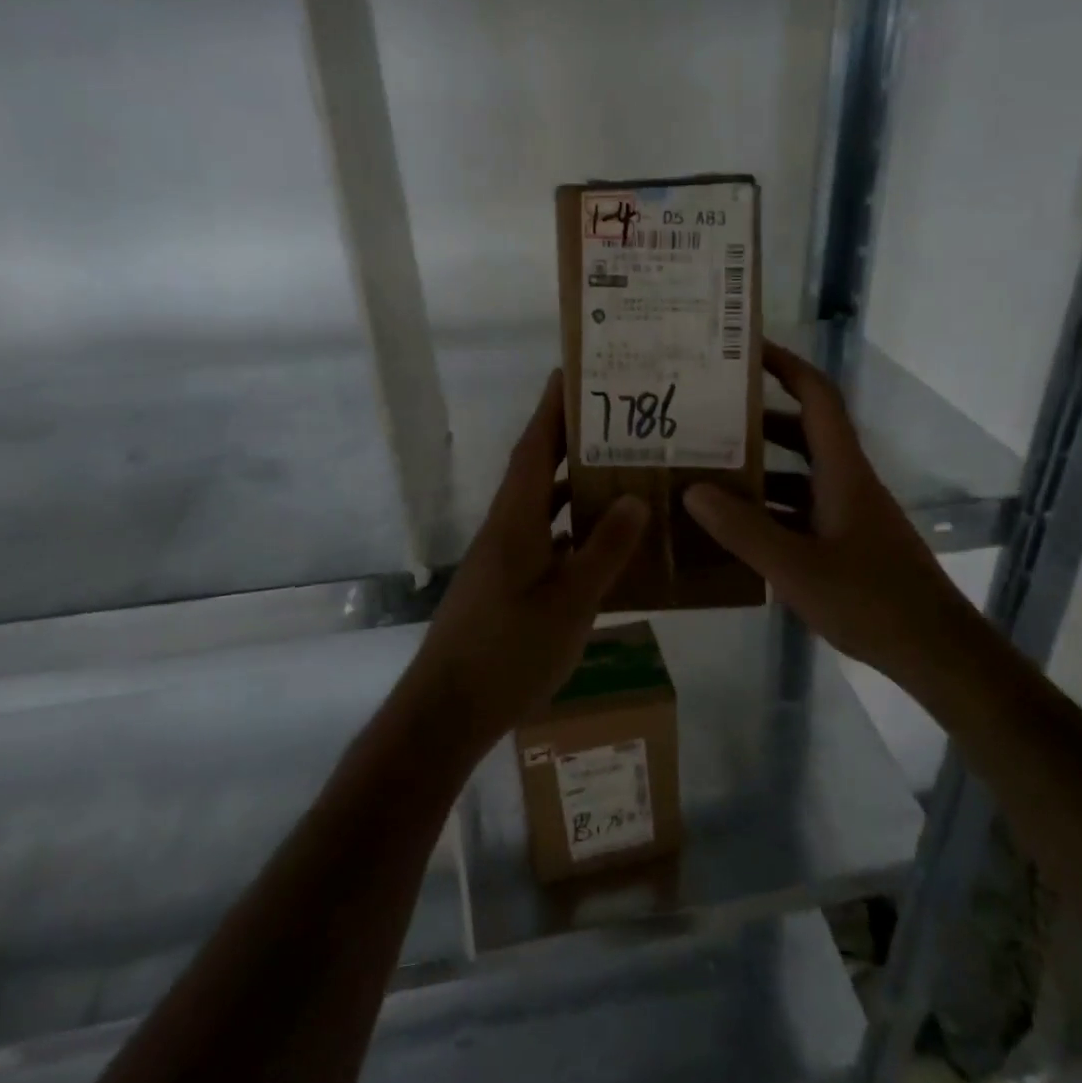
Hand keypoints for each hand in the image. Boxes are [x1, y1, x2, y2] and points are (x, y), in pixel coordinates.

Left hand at [404, 371, 647, 754]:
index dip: (552, 408)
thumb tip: (633, 499)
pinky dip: (573, 530)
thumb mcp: (568, 603)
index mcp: (514, 520)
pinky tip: (605, 541)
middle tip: (618, 417)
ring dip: (575, 485)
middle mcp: (505, 529)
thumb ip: (603, 550)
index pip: (534, 448)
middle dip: (572, 439)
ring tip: (622, 470)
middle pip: (538, 470)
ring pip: (543, 506)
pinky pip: (546, 540)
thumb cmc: (507, 652)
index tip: (573, 372)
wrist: (448, 711)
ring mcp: (504, 558)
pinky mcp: (507, 584)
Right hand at [683, 342, 977, 680]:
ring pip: (799, 476)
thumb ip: (743, 529)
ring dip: (759, 470)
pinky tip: (734, 530)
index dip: (786, 366)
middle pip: (802, 433)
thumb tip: (694, 490)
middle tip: (707, 418)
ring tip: (706, 472)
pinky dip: (769, 511)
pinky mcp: (847, 543)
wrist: (933, 650)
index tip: (746, 351)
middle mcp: (846, 482)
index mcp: (842, 471)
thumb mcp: (796, 567)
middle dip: (757, 420)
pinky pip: (800, 512)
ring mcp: (848, 514)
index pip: (817, 398)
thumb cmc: (870, 600)